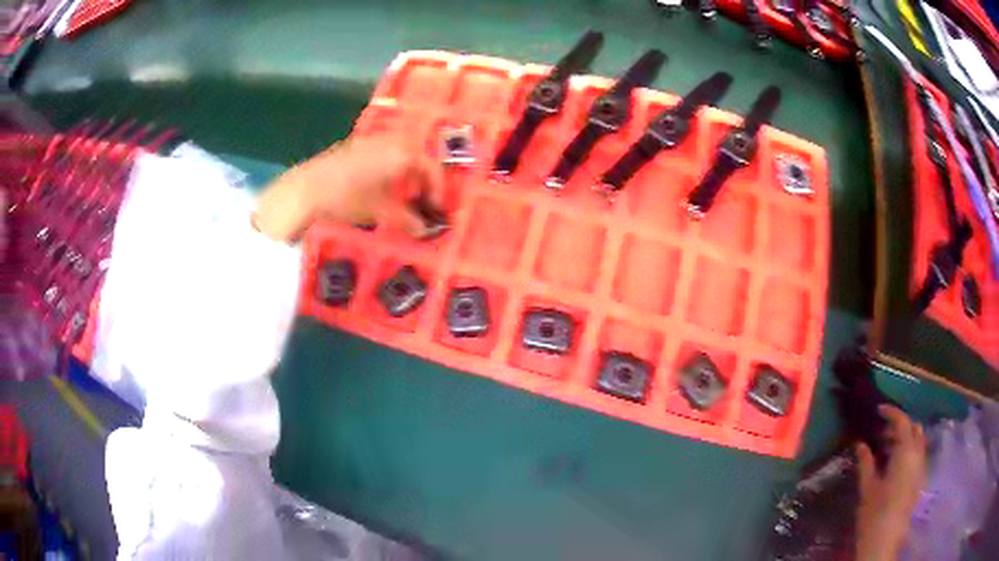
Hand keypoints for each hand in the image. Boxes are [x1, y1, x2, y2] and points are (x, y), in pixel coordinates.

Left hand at [253, 137, 445, 242]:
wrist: (301, 192)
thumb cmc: (345, 198)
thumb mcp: (379, 212)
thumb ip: (406, 220)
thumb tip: (425, 229)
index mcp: (400, 151)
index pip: (430, 166)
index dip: (438, 189)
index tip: (439, 210)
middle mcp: (388, 141)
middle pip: (416, 159)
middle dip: (422, 184)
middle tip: (424, 207)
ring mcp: (368, 144)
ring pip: (398, 160)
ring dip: (404, 181)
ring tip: (403, 206)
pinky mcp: (352, 151)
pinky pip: (381, 161)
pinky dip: (387, 177)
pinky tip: (380, 197)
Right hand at [855, 405, 926, 560]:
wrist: (884, 541)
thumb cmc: (874, 513)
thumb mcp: (867, 488)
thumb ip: (866, 463)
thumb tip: (861, 443)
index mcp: (906, 453)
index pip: (902, 421)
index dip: (891, 413)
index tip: (878, 411)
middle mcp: (918, 455)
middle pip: (914, 428)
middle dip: (900, 426)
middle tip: (882, 434)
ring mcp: (921, 467)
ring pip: (918, 442)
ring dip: (905, 439)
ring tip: (887, 450)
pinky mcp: (920, 480)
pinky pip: (918, 455)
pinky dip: (908, 452)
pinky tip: (894, 466)